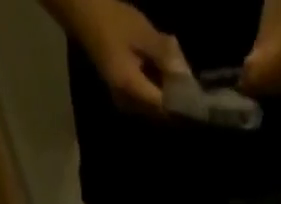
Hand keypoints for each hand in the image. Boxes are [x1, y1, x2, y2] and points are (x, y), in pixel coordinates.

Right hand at [66, 0, 190, 117]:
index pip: (163, 108)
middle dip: (175, 99)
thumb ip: (165, 55)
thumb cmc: (111, 19)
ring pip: (153, 106)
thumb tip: (187, 76)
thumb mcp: (142, 33)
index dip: (181, 105)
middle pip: (159, 111)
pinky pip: (146, 98)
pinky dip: (157, 87)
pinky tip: (161, 69)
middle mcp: (127, 104)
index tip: (197, 97)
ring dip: (167, 92)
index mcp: (131, 89)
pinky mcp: (123, 94)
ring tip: (176, 70)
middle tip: (188, 79)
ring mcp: (124, 101)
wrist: (84, 14)